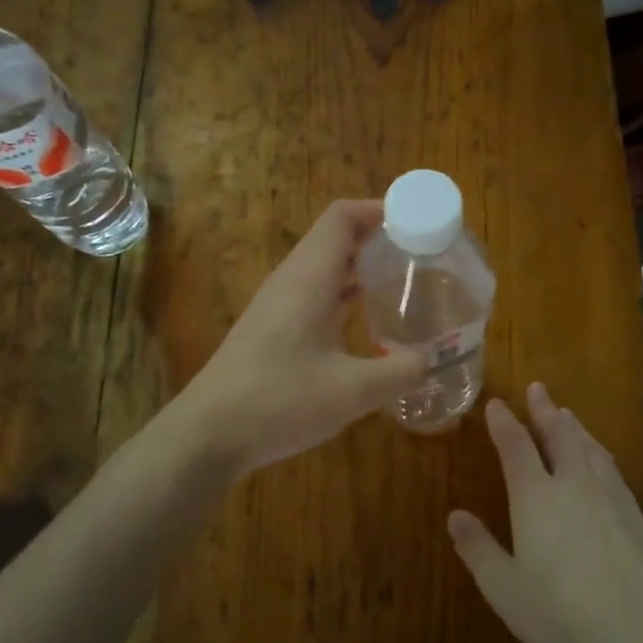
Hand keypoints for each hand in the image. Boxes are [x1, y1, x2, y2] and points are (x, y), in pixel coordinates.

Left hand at [176, 200, 425, 475]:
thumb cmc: (279, 401)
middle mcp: (291, 281)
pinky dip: (343, 293)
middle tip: (422, 253)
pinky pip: (313, 293)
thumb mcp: (352, 392)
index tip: (419, 220)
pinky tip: (365, 319)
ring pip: (323, 267)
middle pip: (335, 238)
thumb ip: (400, 372)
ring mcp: (276, 304)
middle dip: (378, 237)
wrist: (208, 434)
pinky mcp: (270, 329)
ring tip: (402, 280)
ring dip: (360, 266)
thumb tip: (434, 359)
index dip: (379, 208)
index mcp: (309, 278)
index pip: (342, 217)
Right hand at [448, 383, 642, 642]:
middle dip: (545, 410)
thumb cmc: (562, 617)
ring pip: (590, 448)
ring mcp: (611, 498)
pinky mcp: (637, 517)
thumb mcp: (505, 590)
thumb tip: (456, 516)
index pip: (516, 446)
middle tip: (538, 388)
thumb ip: (479, 550)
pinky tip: (601, 460)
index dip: (504, 423)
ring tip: (567, 414)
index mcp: (536, 498)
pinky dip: (599, 452)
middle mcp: (574, 486)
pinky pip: (612, 469)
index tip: (496, 404)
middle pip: (559, 435)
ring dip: (574, 427)